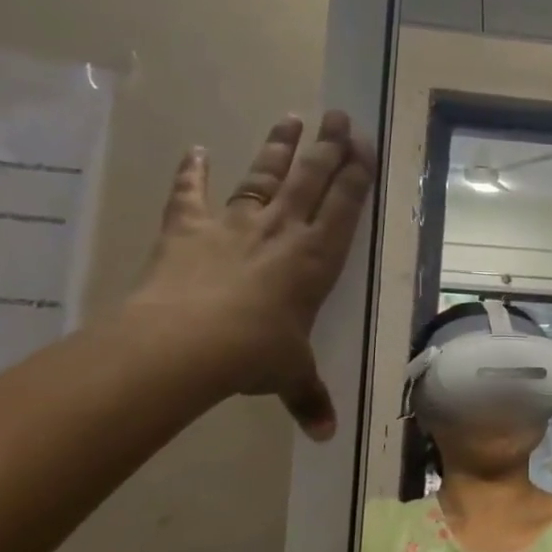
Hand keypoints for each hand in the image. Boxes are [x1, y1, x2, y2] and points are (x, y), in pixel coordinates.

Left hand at [126, 111, 374, 439]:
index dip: (356, 174)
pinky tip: (194, 149)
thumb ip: (309, 398)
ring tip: (292, 117)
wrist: (186, 345)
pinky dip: (190, 171)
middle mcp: (282, 231)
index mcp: (316, 259)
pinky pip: (190, 194)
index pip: (344, 206)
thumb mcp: (290, 376)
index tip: (365, 144)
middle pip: (311, 179)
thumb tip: (325, 435)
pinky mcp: (189, 228)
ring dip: (279, 147)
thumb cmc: (255, 354)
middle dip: (328, 146)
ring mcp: (235, 225)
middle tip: (340, 115)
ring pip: (264, 176)